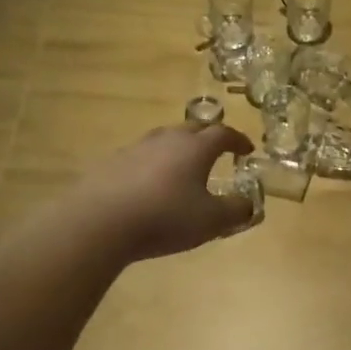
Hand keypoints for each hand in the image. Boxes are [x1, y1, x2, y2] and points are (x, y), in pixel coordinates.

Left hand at [75, 122, 256, 261]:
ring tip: (182, 167)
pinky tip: (148, 184)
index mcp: (195, 148)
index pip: (223, 133)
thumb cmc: (165, 217)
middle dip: (208, 137)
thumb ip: (236, 210)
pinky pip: (140, 157)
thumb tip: (250, 204)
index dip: (238, 140)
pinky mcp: (112, 163)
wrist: (101, 221)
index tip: (246, 150)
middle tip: (216, 151)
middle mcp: (166, 139)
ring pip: (163, 140)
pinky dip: (152, 165)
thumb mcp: (211, 221)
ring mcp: (135, 148)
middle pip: (192, 128)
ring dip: (178, 149)